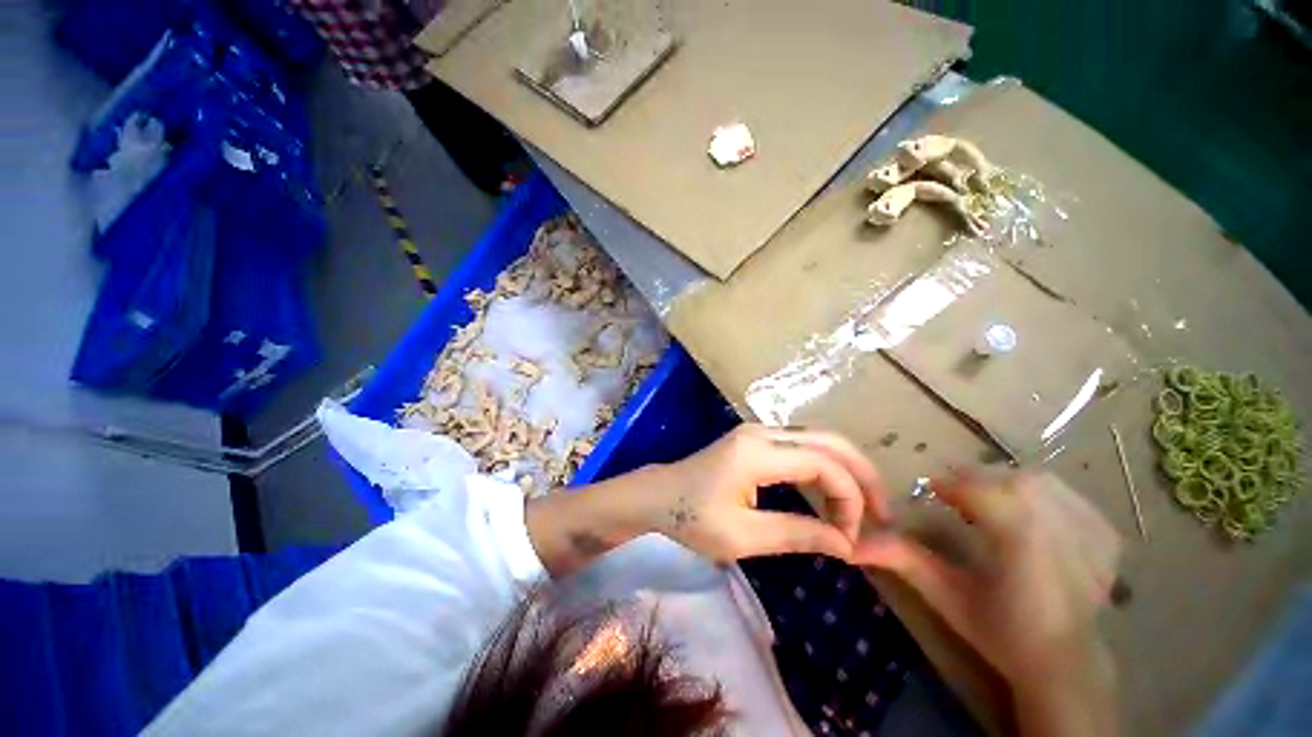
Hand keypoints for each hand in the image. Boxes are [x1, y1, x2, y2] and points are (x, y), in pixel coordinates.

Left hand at [640, 424, 889, 562]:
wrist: (659, 495)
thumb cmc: (692, 518)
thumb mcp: (743, 537)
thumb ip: (797, 535)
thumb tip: (847, 544)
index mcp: (757, 453)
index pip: (824, 464)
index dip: (850, 499)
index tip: (852, 537)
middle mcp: (762, 432)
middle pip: (828, 440)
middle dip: (861, 474)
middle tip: (882, 512)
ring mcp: (758, 432)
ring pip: (817, 439)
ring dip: (845, 469)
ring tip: (863, 506)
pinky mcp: (755, 439)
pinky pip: (801, 445)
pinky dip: (824, 466)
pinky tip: (832, 491)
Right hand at [853, 472, 1120, 689]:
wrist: (1065, 663)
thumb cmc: (1001, 633)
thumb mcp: (946, 596)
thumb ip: (903, 561)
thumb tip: (852, 545)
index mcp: (1022, 550)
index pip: (987, 494)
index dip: (954, 485)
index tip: (932, 491)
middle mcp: (1062, 535)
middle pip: (1013, 481)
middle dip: (977, 480)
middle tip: (955, 496)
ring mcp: (1092, 534)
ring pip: (1041, 481)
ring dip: (1005, 483)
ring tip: (988, 503)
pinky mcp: (1107, 537)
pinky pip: (1068, 495)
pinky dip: (1039, 493)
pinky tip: (1025, 512)